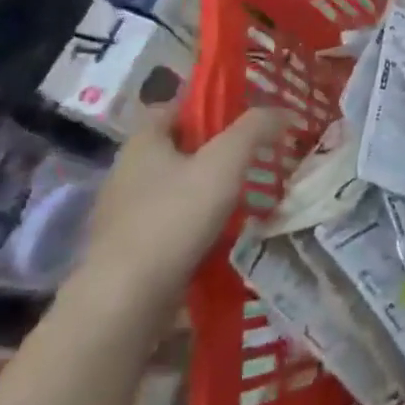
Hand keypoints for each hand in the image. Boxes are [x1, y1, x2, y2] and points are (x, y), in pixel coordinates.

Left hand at [68, 97, 289, 317]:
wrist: (127, 298)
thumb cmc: (175, 216)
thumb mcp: (226, 162)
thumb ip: (255, 130)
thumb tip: (281, 111)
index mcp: (142, 143)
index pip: (172, 108)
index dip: (206, 107)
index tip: (241, 117)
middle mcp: (126, 173)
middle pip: (176, 149)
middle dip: (212, 151)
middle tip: (252, 156)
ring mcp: (124, 214)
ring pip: (174, 188)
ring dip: (205, 190)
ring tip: (245, 197)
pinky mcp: (129, 250)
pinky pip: (170, 223)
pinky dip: (195, 223)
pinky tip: (222, 233)